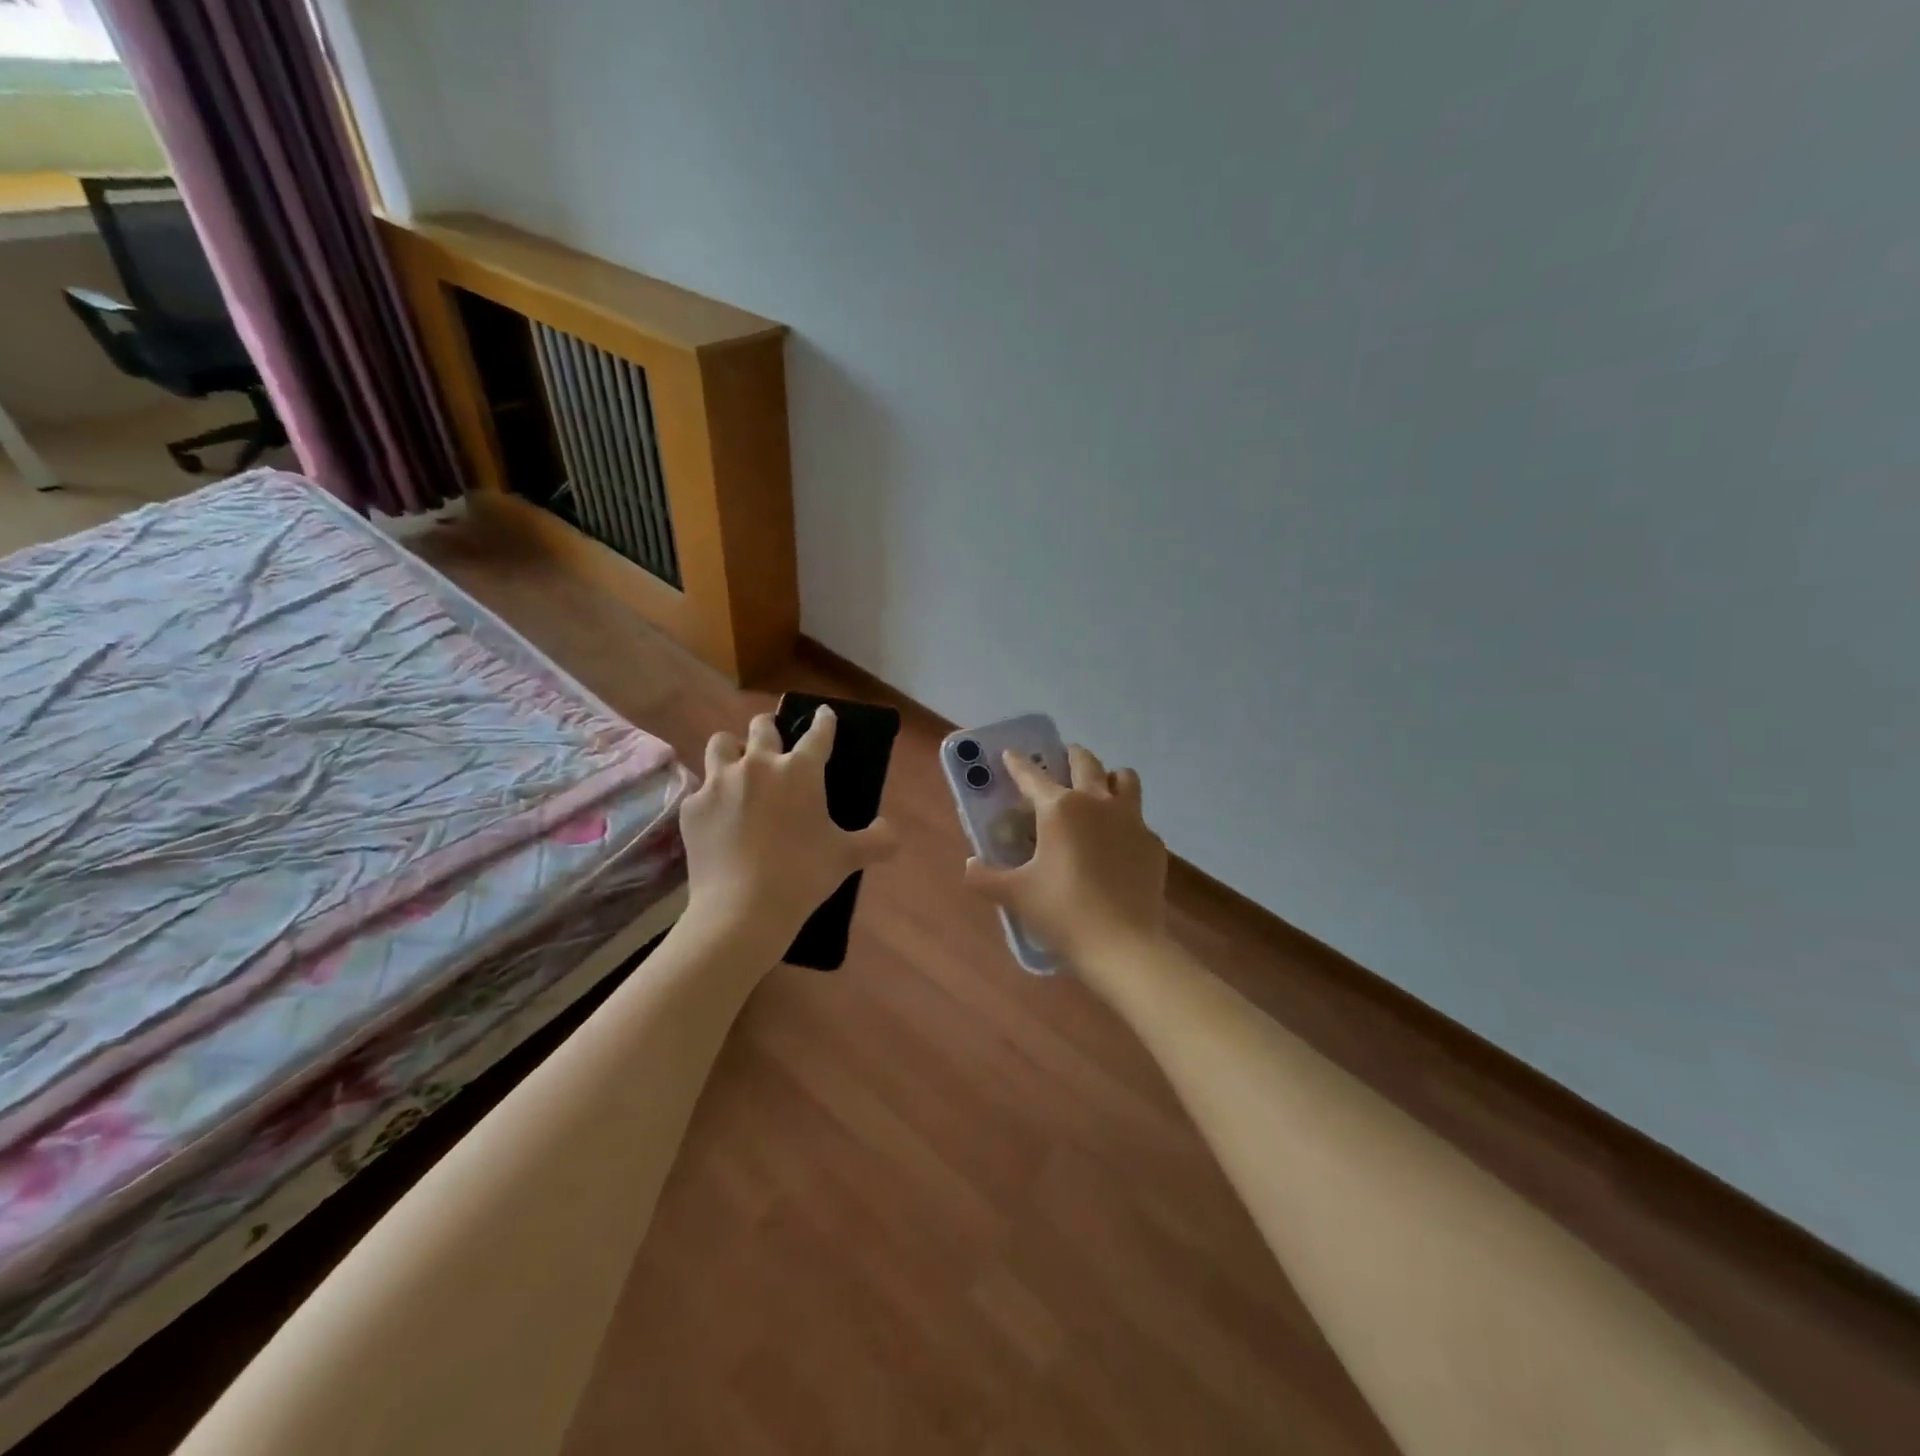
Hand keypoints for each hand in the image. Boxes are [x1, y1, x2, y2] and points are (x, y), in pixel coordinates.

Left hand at [680, 708, 897, 950]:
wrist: (741, 909)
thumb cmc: (802, 875)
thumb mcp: (848, 858)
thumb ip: (878, 840)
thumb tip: (889, 830)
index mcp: (800, 770)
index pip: (818, 733)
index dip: (824, 721)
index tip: (824, 714)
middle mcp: (758, 764)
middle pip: (761, 727)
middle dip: (770, 729)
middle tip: (774, 743)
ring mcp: (719, 782)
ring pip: (721, 743)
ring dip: (732, 749)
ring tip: (737, 766)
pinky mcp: (692, 806)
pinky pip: (700, 788)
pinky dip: (711, 796)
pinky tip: (717, 817)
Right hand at [964, 744, 1167, 969]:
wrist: (1123, 946)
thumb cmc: (1062, 912)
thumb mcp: (1015, 895)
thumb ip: (985, 877)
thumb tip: (970, 866)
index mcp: (1059, 808)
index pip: (1032, 776)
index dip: (1018, 763)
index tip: (1011, 754)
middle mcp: (1097, 802)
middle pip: (1086, 762)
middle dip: (1070, 755)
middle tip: (1060, 761)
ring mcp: (1131, 820)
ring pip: (1125, 779)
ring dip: (1109, 777)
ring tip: (1098, 791)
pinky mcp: (1153, 844)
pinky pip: (1139, 819)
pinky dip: (1125, 821)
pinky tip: (1116, 844)